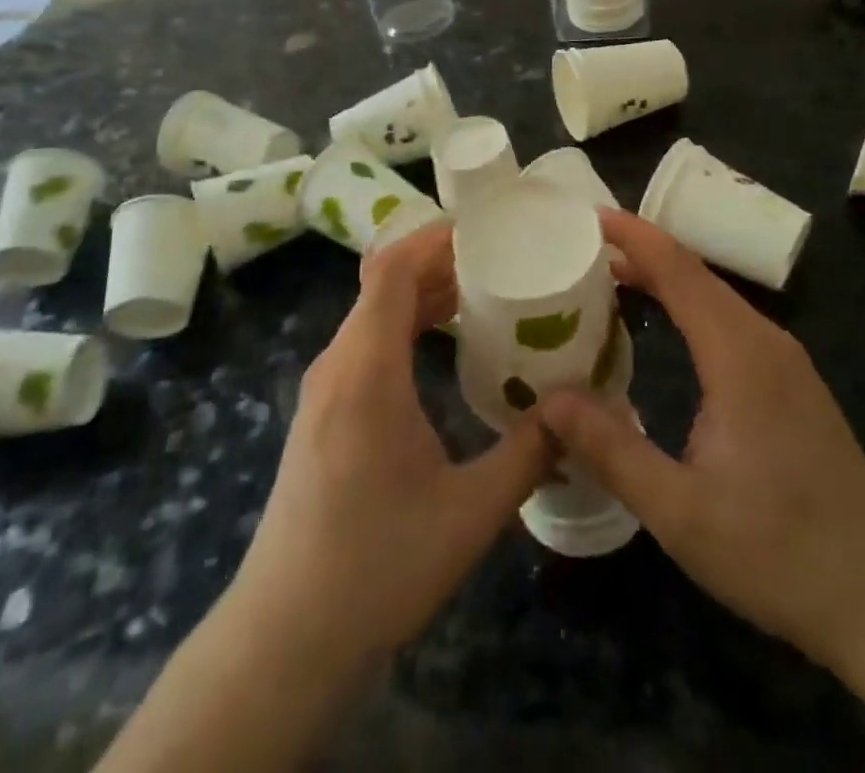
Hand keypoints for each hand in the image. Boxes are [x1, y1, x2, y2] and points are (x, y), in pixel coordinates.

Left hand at [227, 220, 552, 670]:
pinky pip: (366, 342)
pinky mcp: (323, 411)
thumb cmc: (377, 568)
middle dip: (439, 261)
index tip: (484, 228)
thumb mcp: (469, 514)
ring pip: (373, 313)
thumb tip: (577, 410)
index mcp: (366, 371)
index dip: (433, 238)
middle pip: (383, 284)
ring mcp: (324, 389)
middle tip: (500, 257)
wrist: (286, 637)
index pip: (391, 271)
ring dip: (422, 293)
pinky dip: (406, 324)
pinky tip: (443, 345)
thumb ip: (529, 453)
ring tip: (482, 292)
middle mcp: (338, 365)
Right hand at [540, 211, 864, 707]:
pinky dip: (689, 306)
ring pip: (716, 297)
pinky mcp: (793, 384)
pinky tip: (667, 327)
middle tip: (583, 249)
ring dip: (665, 279)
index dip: (635, 236)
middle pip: (697, 274)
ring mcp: (786, 361)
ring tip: (611, 278)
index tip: (590, 214)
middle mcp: (765, 342)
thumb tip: (547, 399)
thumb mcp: (679, 511)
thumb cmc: (780, 552)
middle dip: (642, 252)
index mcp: (739, 355)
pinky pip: (731, 322)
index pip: (679, 270)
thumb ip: (610, 449)